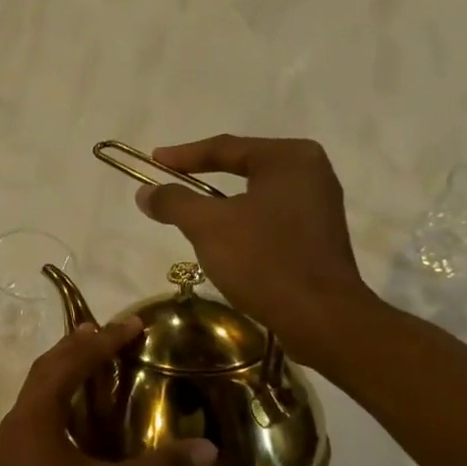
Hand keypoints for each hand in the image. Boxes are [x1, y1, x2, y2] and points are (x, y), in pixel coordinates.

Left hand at [0, 321, 214, 465]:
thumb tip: (207, 448)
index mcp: (39, 412)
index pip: (73, 362)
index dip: (104, 341)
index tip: (133, 324)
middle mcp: (22, 414)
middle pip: (49, 365)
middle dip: (80, 344)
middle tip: (111, 331)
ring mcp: (15, 434)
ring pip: (40, 385)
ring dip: (66, 366)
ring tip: (95, 356)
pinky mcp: (16, 452)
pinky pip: (39, 405)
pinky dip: (61, 392)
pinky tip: (80, 408)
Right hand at [135, 135, 375, 363]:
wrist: (321, 317)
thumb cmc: (264, 260)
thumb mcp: (208, 226)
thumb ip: (174, 202)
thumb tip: (145, 192)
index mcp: (288, 158)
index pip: (225, 147)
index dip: (183, 155)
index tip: (153, 161)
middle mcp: (310, 172)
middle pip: (243, 166)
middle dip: (204, 176)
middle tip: (170, 181)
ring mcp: (319, 205)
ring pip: (256, 194)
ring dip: (222, 203)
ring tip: (190, 211)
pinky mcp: (318, 236)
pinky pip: (270, 217)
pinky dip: (242, 221)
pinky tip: (224, 238)